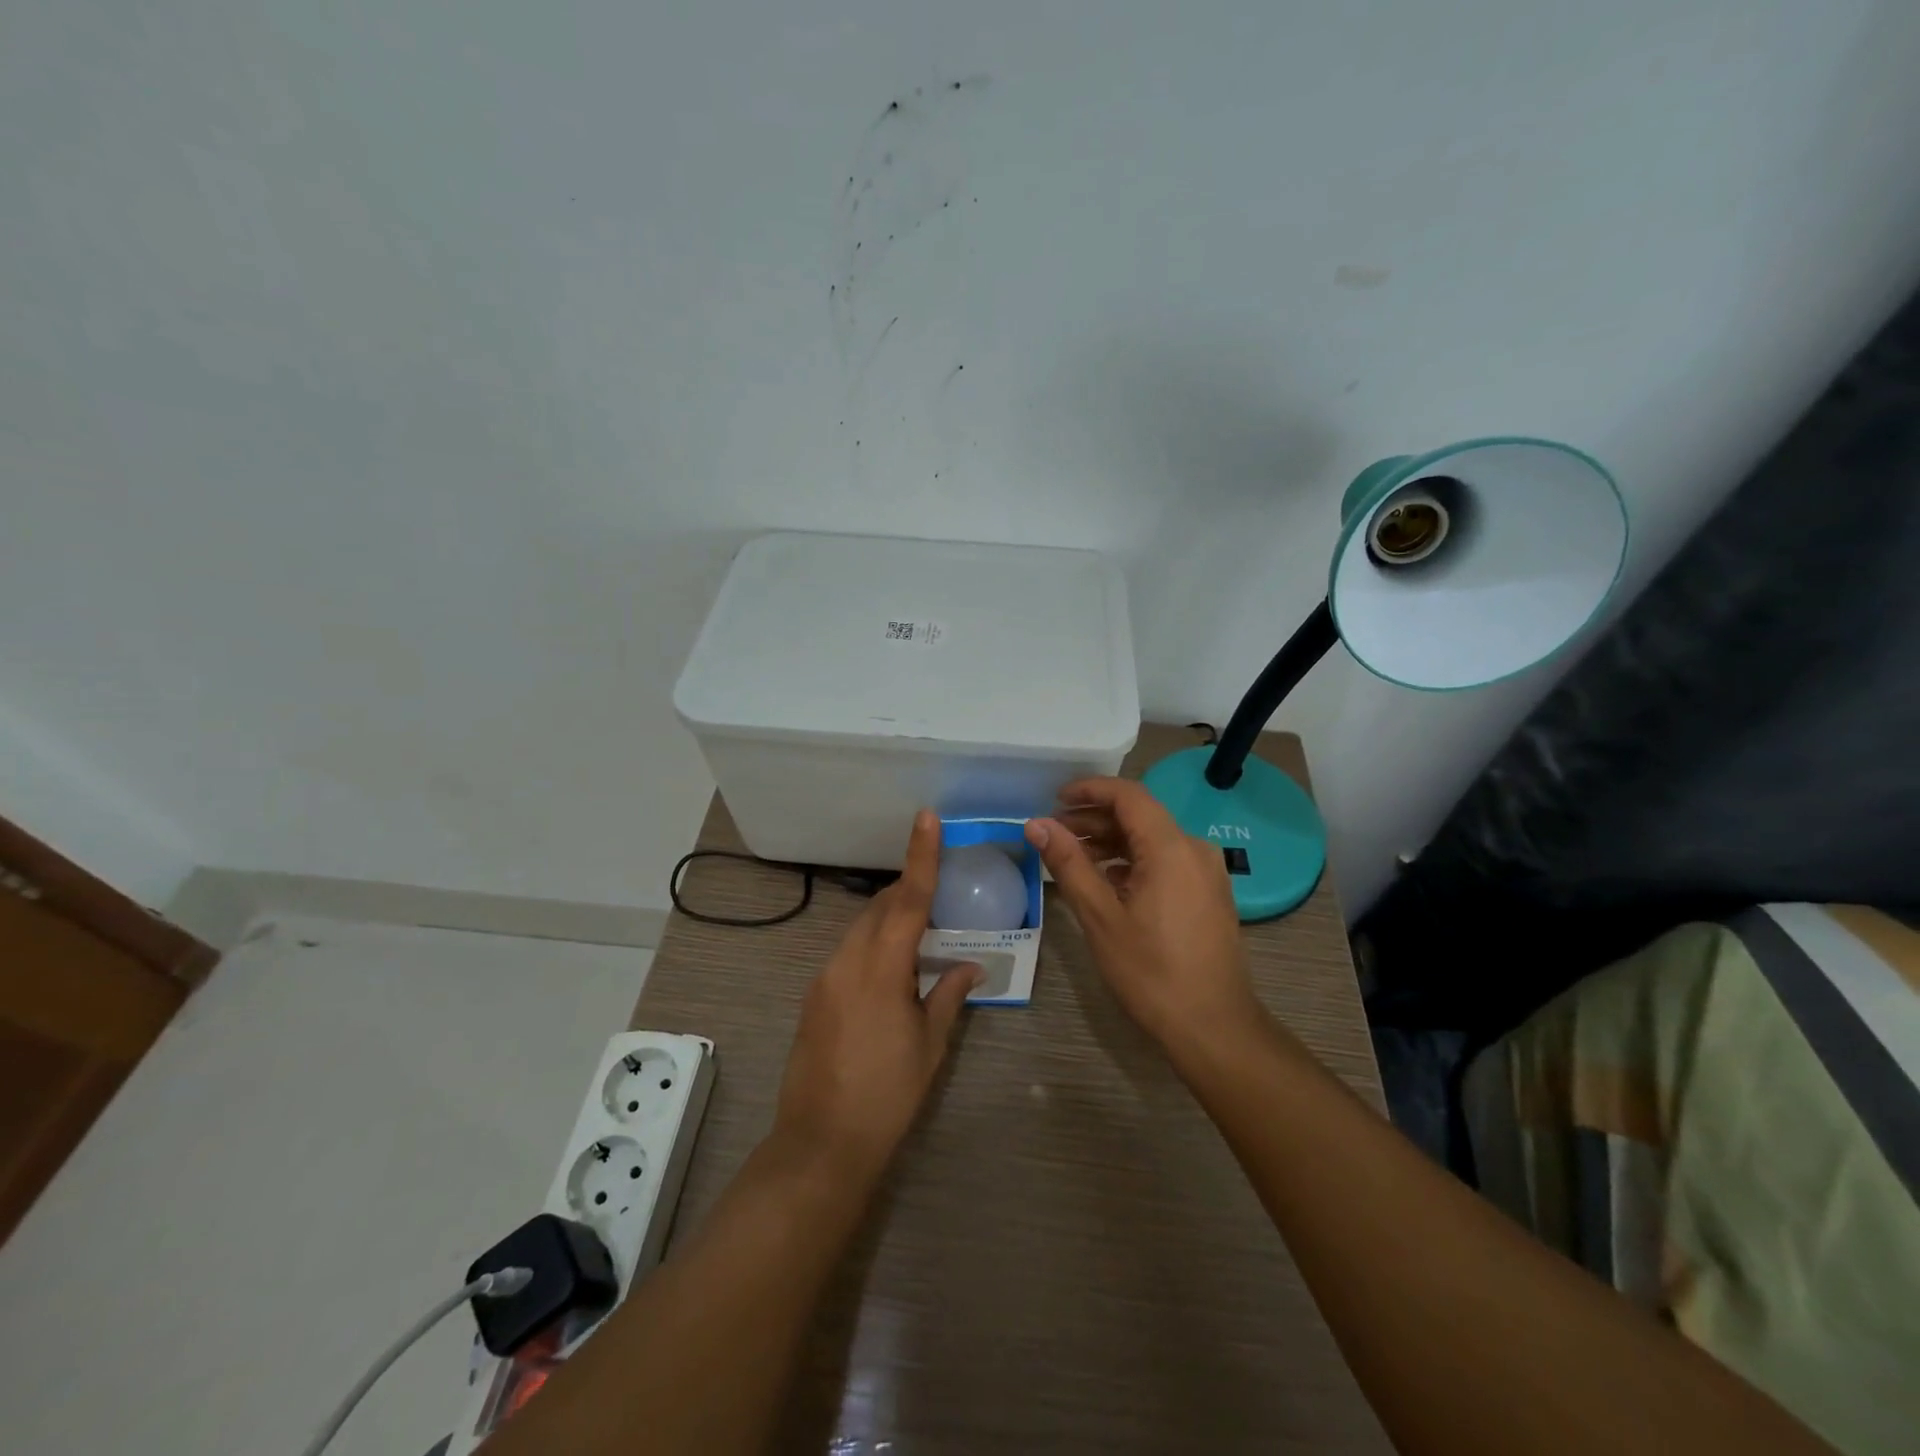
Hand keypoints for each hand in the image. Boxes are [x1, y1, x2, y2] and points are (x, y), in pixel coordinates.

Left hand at [772, 809, 980, 1178]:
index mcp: (882, 968)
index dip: (921, 856)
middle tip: (940, 893)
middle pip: (881, 908)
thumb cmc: (887, 1094)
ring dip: (890, 920)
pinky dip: (873, 944)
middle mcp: (847, 960)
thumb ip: (950, 995)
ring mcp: (825, 976)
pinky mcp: (814, 994)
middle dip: (908, 892)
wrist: (821, 1142)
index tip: (926, 817)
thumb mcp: (930, 1045)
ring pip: (862, 928)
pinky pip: (848, 951)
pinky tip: (891, 969)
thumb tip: (971, 966)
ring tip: (921, 936)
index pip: (907, 899)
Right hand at [1025, 777, 1264, 1051]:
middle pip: (1140, 816)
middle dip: (1094, 819)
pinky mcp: (1208, 893)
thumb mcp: (1100, 917)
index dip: (1089, 789)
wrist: (1214, 1027)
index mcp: (1171, 848)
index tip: (1054, 798)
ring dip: (1111, 841)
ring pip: (1152, 839)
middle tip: (1054, 832)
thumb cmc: (1151, 972)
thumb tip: (1036, 824)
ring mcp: (1205, 872)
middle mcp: (1194, 849)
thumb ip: (1068, 864)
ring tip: (1072, 856)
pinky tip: (1106, 881)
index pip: (1128, 795)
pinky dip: (1132, 861)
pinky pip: (1165, 861)